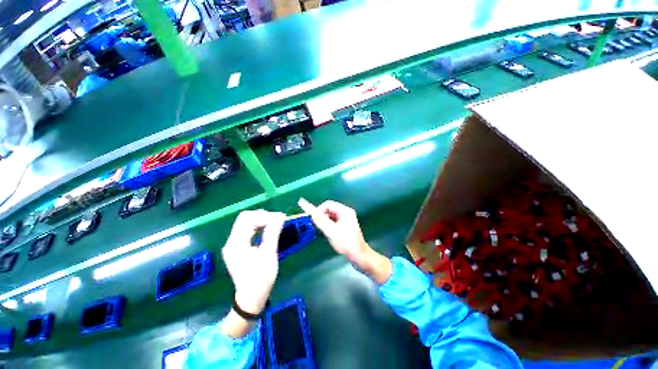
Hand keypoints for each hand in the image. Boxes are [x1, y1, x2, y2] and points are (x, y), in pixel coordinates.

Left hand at [222, 210, 285, 314]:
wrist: (251, 298)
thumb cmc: (261, 278)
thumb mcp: (269, 255)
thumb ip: (272, 233)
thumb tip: (280, 216)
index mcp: (236, 244)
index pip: (248, 219)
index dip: (265, 216)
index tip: (280, 218)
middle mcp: (231, 242)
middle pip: (245, 218)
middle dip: (262, 216)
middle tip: (278, 219)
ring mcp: (233, 244)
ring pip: (245, 223)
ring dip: (261, 220)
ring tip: (275, 222)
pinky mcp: (237, 247)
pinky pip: (246, 230)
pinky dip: (258, 226)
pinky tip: (267, 228)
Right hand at [297, 198, 368, 264]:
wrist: (359, 256)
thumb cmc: (346, 243)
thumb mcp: (331, 231)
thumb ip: (320, 220)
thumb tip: (310, 211)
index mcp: (345, 211)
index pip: (328, 204)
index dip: (319, 210)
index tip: (312, 219)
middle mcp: (346, 213)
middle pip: (329, 209)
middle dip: (321, 216)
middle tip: (316, 226)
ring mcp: (346, 219)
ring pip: (330, 216)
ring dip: (324, 221)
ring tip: (322, 231)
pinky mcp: (345, 226)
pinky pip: (333, 221)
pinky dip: (328, 225)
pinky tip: (328, 233)